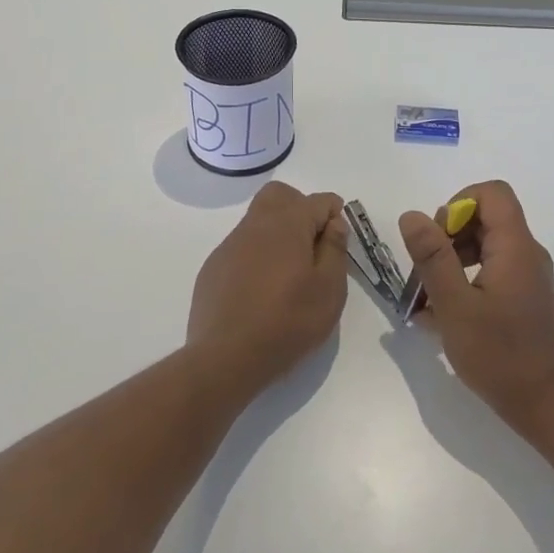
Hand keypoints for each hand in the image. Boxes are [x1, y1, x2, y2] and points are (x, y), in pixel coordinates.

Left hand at [189, 182, 348, 392]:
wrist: (226, 357)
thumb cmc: (288, 323)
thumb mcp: (329, 290)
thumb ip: (335, 249)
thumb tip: (334, 223)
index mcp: (287, 225)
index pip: (318, 201)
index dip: (334, 213)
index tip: (339, 239)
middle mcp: (256, 225)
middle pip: (280, 195)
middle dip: (301, 207)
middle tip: (313, 243)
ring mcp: (230, 244)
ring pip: (258, 218)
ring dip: (278, 231)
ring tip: (289, 271)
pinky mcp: (214, 266)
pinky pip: (241, 245)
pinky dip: (257, 254)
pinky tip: (262, 288)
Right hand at [399, 181, 553, 437]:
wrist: (546, 406)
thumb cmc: (499, 355)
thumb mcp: (455, 305)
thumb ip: (432, 257)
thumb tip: (412, 215)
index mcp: (515, 247)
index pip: (492, 193)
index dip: (458, 204)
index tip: (438, 239)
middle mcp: (526, 253)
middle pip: (486, 217)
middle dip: (449, 235)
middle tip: (427, 272)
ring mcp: (527, 276)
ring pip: (485, 244)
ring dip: (452, 259)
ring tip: (429, 296)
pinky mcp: (524, 297)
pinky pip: (491, 270)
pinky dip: (465, 280)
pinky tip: (443, 315)